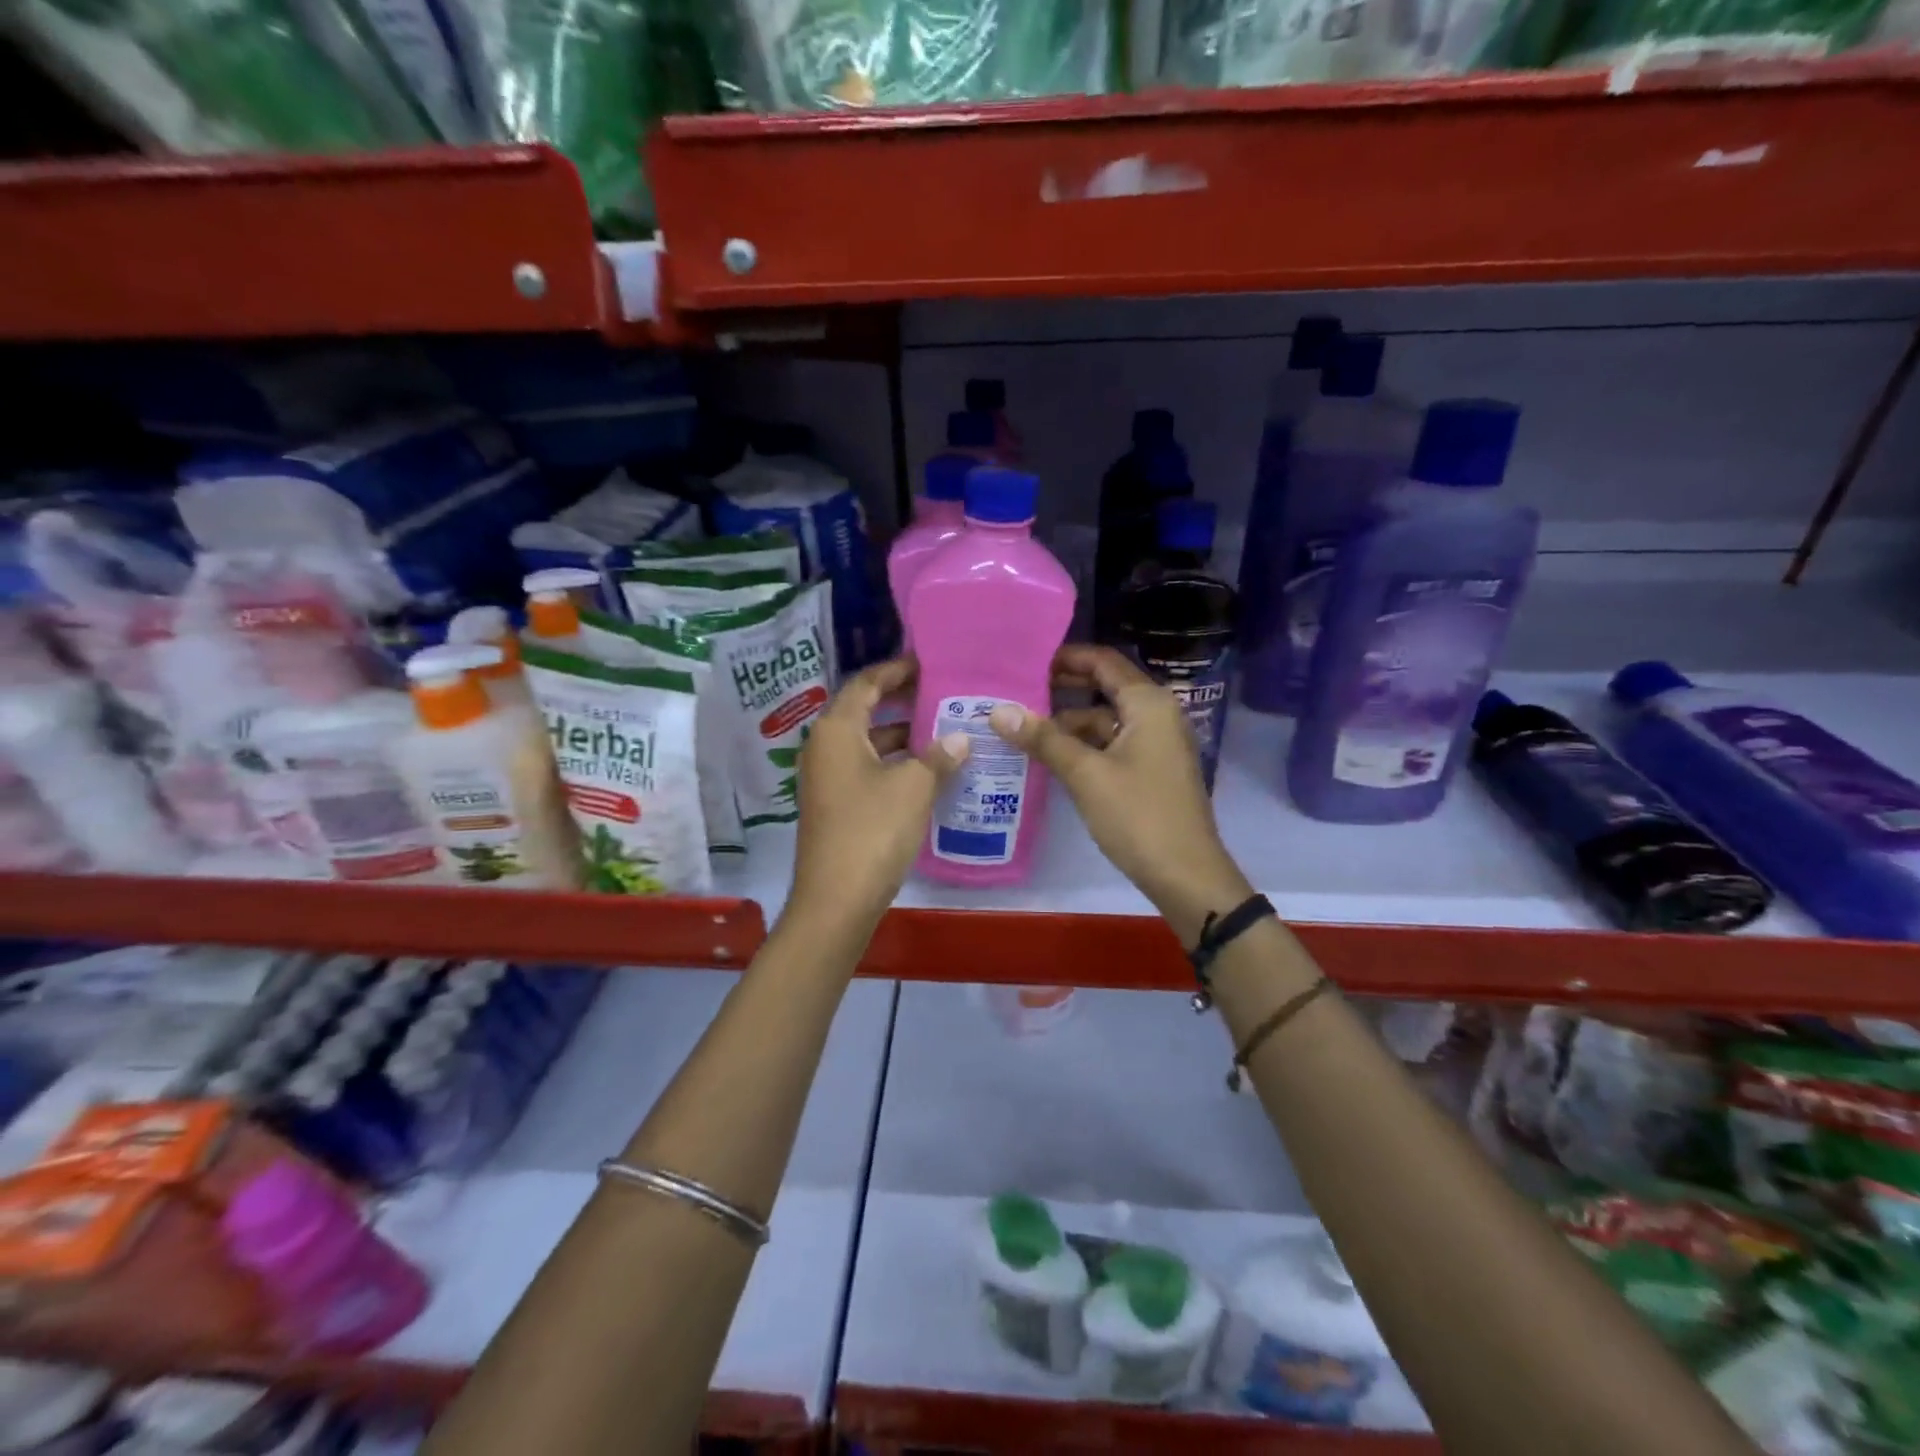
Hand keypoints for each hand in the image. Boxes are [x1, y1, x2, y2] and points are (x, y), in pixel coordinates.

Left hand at [787, 656, 968, 931]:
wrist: (836, 900)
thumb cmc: (872, 830)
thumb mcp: (914, 787)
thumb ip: (938, 757)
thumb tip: (960, 739)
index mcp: (836, 731)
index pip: (865, 684)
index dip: (896, 671)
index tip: (928, 664)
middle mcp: (824, 747)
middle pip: (864, 711)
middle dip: (902, 703)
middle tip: (942, 695)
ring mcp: (826, 779)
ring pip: (868, 744)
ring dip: (902, 737)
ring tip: (944, 732)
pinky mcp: (834, 806)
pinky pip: (867, 770)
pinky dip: (894, 764)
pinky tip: (927, 773)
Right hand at [988, 645, 1250, 940]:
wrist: (1186, 875)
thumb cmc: (1138, 816)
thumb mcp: (1086, 774)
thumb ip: (1044, 739)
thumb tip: (998, 711)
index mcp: (1148, 704)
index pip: (1104, 661)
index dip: (1066, 657)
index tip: (1026, 662)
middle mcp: (1156, 714)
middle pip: (1105, 688)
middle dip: (1062, 690)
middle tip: (1016, 693)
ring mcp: (1156, 744)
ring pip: (1106, 719)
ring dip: (1069, 723)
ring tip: (1023, 729)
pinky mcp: (1151, 769)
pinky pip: (1112, 744)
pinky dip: (1084, 746)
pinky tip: (1051, 757)